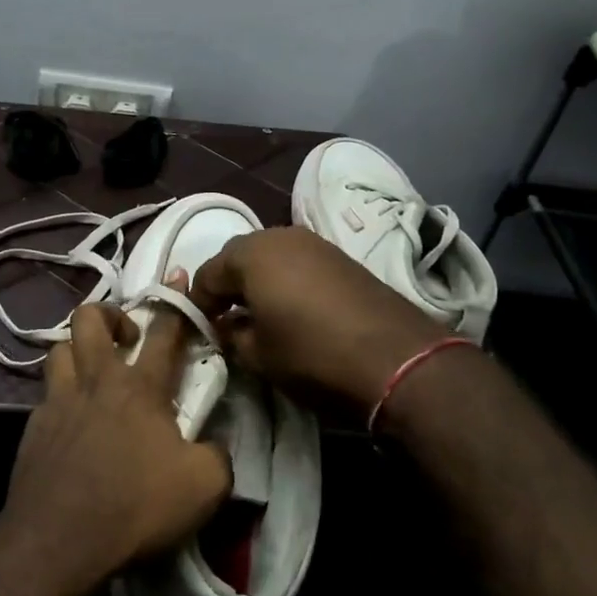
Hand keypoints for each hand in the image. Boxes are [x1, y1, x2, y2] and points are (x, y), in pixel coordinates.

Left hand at [0, 296, 231, 595]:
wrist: (58, 541)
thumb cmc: (135, 506)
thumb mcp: (204, 487)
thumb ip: (218, 456)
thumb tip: (214, 444)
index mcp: (139, 387)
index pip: (163, 331)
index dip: (175, 302)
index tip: (178, 276)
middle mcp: (95, 381)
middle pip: (89, 319)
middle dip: (108, 313)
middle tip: (126, 337)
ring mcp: (58, 402)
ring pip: (59, 349)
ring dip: (77, 350)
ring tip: (92, 371)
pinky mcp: (33, 428)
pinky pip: (46, 395)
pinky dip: (60, 397)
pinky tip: (70, 422)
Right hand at [191, 226, 446, 413]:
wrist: (397, 359)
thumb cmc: (313, 355)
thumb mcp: (259, 356)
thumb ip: (232, 336)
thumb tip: (227, 326)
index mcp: (251, 254)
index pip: (207, 274)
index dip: (198, 303)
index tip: (201, 330)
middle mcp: (279, 236)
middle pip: (239, 257)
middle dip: (228, 287)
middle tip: (226, 320)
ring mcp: (314, 243)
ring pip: (270, 257)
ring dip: (258, 281)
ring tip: (259, 315)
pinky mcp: (341, 257)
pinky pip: (298, 263)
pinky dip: (286, 281)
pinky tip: (293, 310)